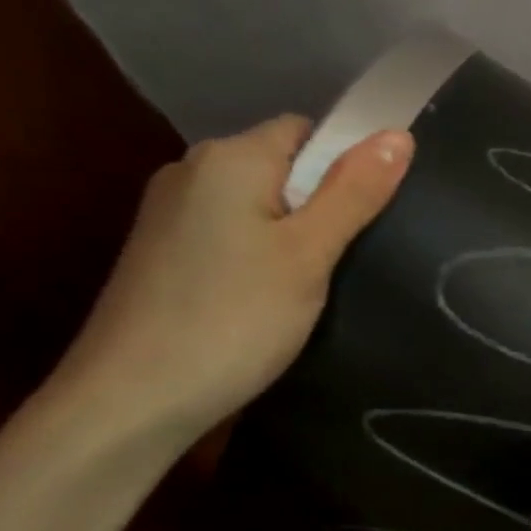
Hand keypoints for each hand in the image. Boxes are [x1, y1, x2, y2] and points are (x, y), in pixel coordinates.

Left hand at [54, 115, 411, 443]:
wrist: (132, 399)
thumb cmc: (233, 318)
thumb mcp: (309, 254)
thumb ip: (354, 192)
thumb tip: (398, 134)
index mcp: (230, 158)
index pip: (305, 131)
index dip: (344, 164)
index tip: (367, 217)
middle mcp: (192, 171)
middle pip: (280, 166)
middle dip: (320, 201)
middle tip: (346, 257)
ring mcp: (170, 213)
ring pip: (255, 204)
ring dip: (291, 232)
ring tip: (313, 283)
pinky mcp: (162, 253)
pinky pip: (229, 232)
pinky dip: (258, 254)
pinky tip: (268, 298)